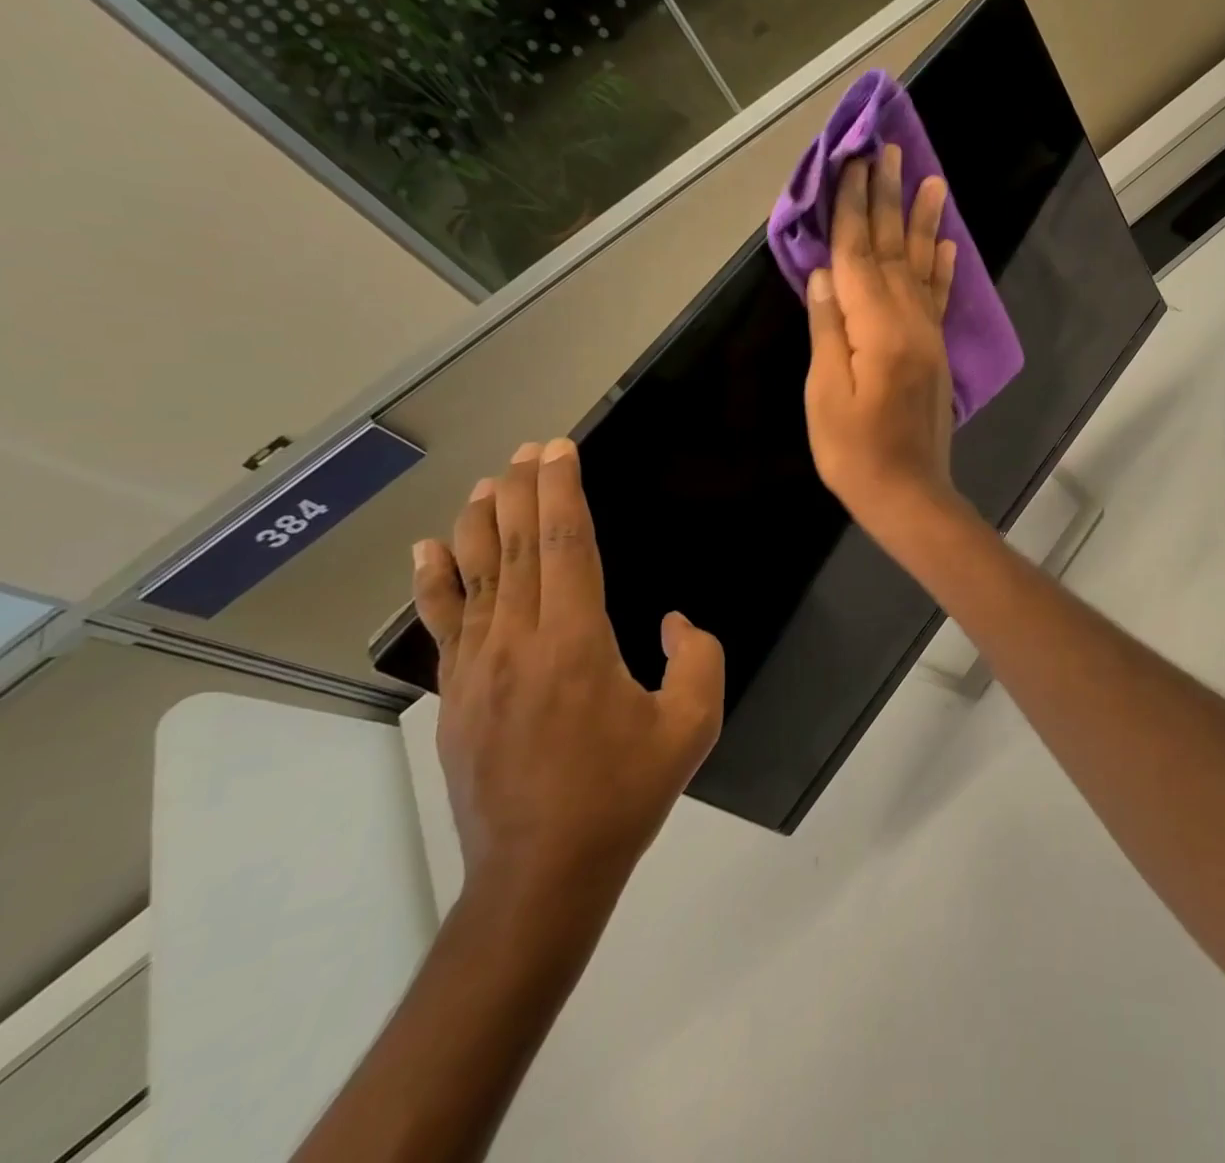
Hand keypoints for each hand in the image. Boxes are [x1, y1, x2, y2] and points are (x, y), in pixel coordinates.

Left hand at [412, 438, 723, 911]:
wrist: (542, 872)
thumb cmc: (625, 792)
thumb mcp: (693, 723)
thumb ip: (698, 657)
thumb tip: (672, 622)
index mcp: (577, 642)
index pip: (565, 545)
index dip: (561, 491)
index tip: (559, 449)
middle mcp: (519, 642)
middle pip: (514, 548)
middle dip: (520, 491)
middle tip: (526, 450)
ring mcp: (478, 669)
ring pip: (475, 576)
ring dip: (479, 522)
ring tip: (485, 482)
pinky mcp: (456, 696)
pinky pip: (444, 623)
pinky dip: (435, 580)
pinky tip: (429, 549)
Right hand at [804, 144, 960, 538]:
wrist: (909, 494)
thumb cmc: (854, 452)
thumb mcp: (824, 393)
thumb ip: (827, 329)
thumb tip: (824, 272)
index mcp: (876, 328)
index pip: (857, 254)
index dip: (851, 207)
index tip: (852, 160)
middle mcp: (909, 322)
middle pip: (893, 249)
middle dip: (886, 198)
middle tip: (887, 148)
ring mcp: (928, 336)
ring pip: (922, 266)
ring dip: (922, 221)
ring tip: (929, 178)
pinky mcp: (936, 353)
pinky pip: (939, 299)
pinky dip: (942, 267)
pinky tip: (946, 243)